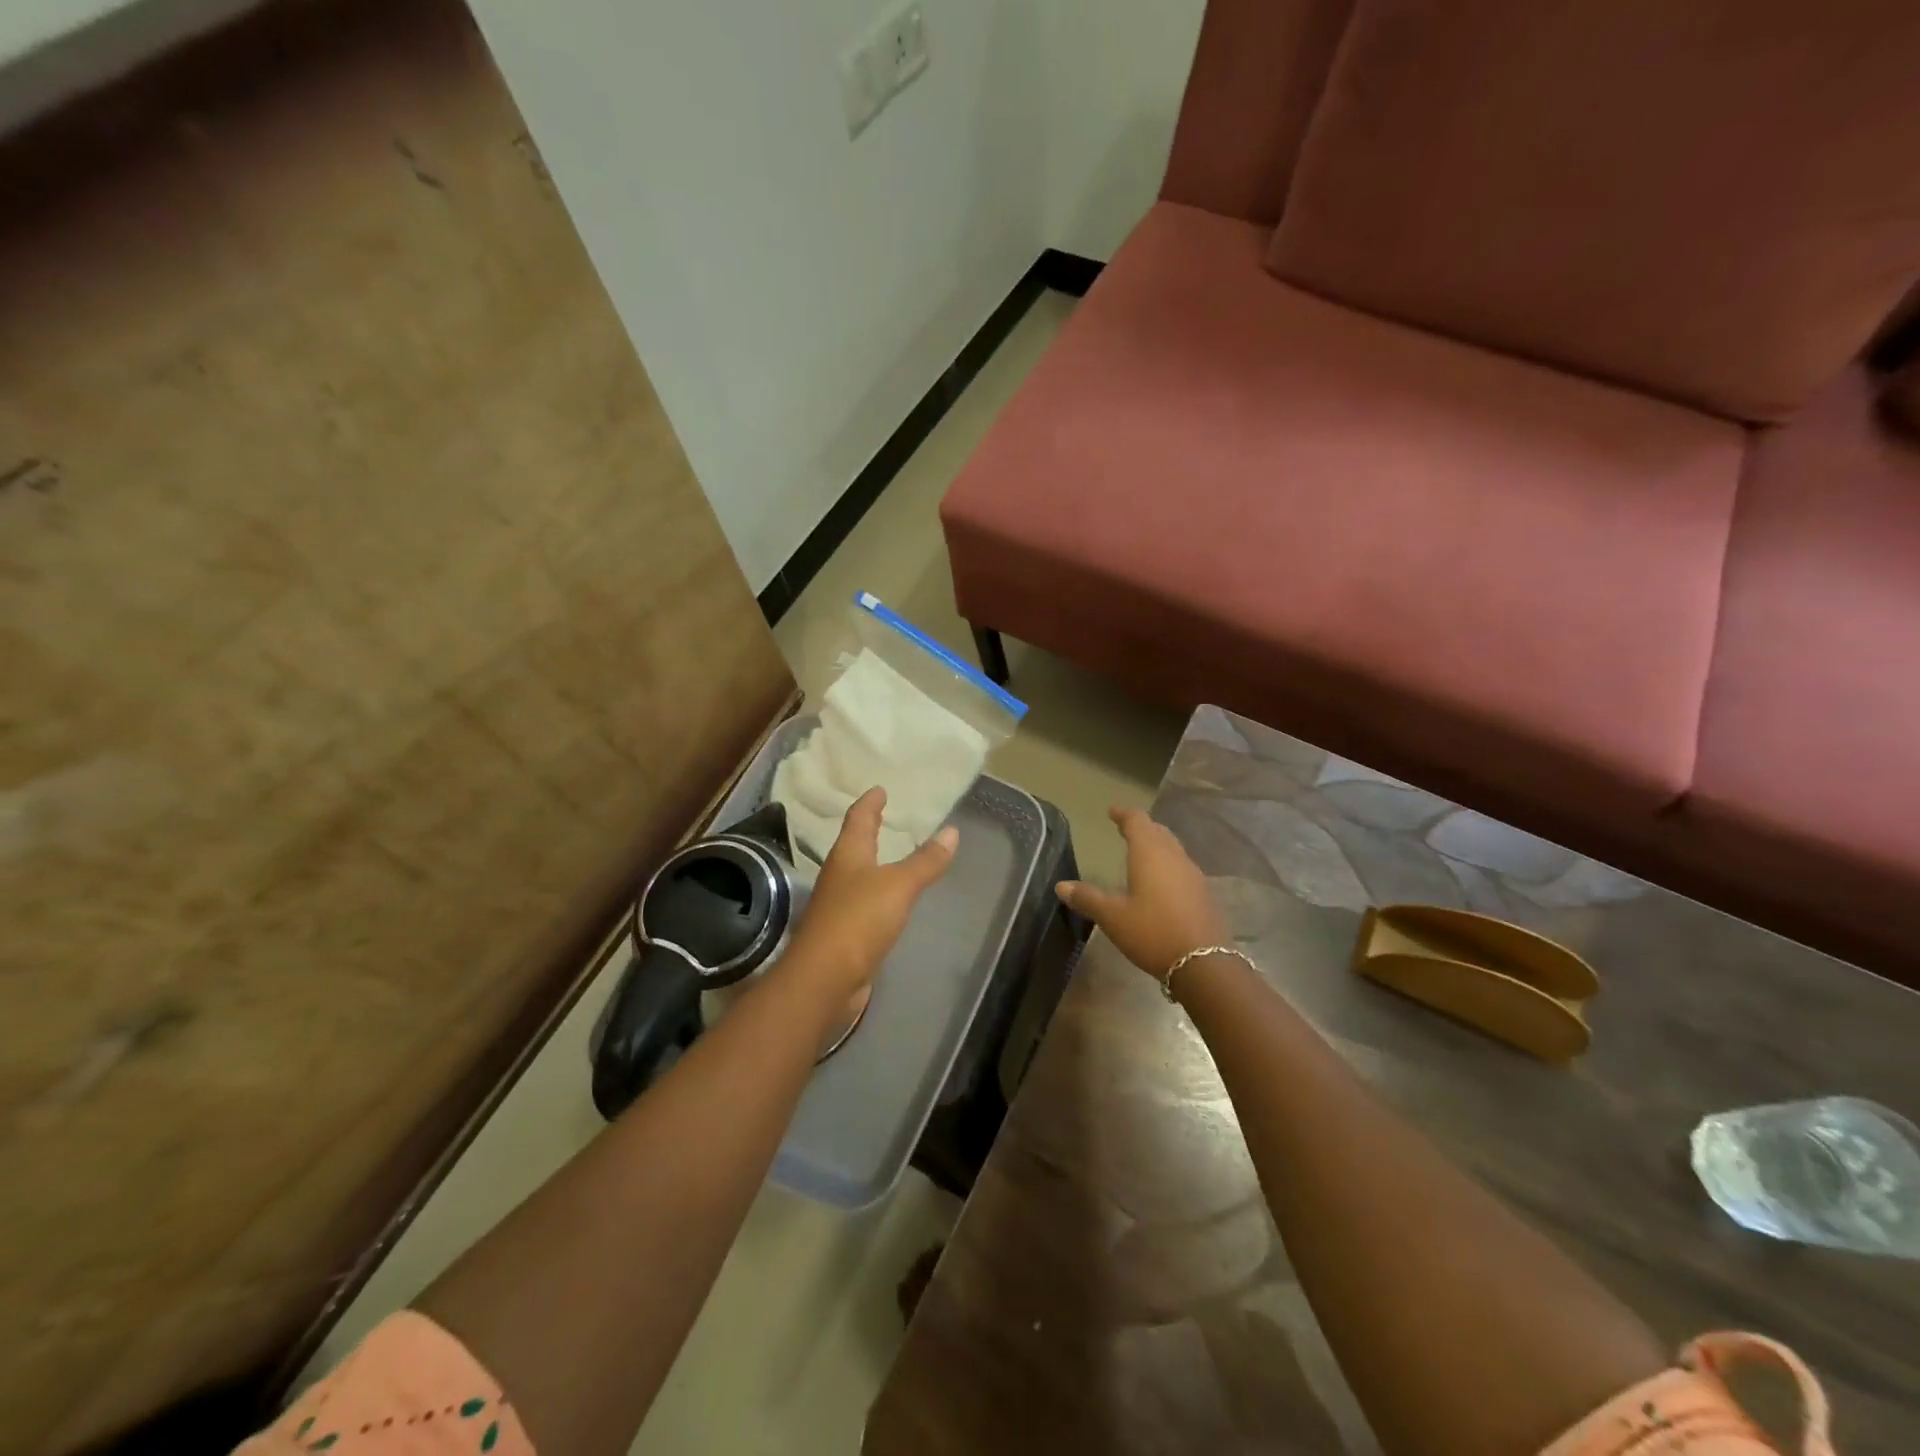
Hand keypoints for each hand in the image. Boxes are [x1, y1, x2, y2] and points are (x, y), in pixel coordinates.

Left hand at [783, 787, 957, 1004]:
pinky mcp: (844, 932)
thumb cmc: (858, 920)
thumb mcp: (899, 886)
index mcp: (847, 855)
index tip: (880, 789)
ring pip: (858, 873)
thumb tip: (952, 831)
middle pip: (854, 844)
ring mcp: (839, 904)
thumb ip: (925, 861)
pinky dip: (879, 891)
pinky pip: (865, 901)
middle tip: (887, 816)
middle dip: (869, 830)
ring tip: (893, 853)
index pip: (858, 819)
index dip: (869, 803)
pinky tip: (891, 898)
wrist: (824, 979)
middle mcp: (839, 875)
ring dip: (874, 861)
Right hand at [1056, 807, 1226, 976]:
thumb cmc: (1153, 932)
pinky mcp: (1203, 894)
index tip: (1112, 811)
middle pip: (1158, 832)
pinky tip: (1161, 882)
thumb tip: (1061, 885)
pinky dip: (1167, 865)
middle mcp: (1174, 857)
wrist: (1205, 964)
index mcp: (1150, 854)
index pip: (1137, 822)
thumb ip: (1088, 898)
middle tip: (1125, 829)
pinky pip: (1182, 868)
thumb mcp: (1113, 917)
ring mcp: (1193, 875)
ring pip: (1173, 849)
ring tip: (1141, 853)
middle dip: (1141, 828)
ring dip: (1156, 845)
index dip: (1124, 815)